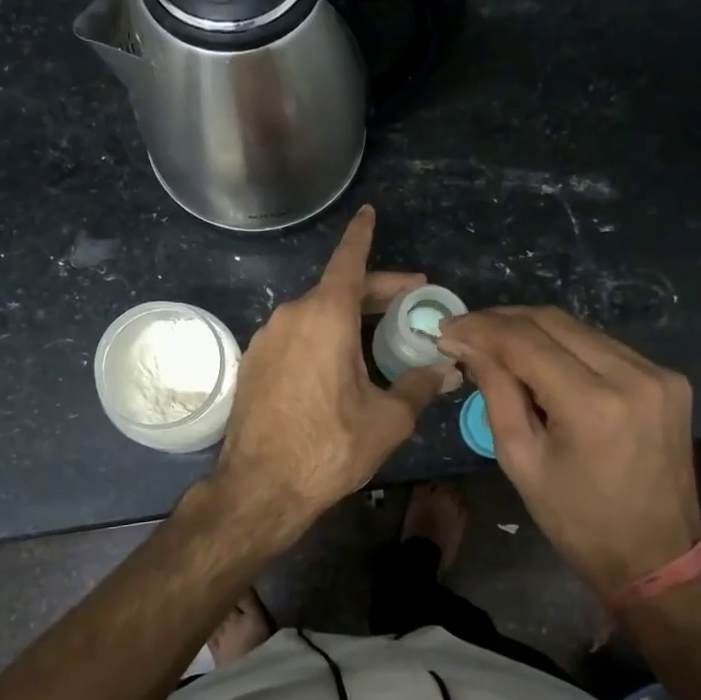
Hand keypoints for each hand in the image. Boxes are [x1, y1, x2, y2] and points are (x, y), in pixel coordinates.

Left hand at [214, 206, 456, 527]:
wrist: (259, 487)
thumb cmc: (328, 447)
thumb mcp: (387, 419)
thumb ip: (419, 386)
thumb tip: (447, 369)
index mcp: (325, 316)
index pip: (349, 260)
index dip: (363, 235)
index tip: (368, 212)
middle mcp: (291, 315)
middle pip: (338, 289)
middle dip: (376, 291)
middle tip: (411, 300)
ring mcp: (267, 338)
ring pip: (315, 313)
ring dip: (348, 317)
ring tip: (379, 337)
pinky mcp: (254, 362)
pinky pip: (296, 335)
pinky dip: (323, 336)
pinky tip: (340, 364)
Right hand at [437, 307, 700, 597]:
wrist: (657, 555)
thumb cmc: (577, 520)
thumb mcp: (521, 460)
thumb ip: (495, 392)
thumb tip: (468, 343)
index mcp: (593, 404)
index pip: (524, 341)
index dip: (480, 328)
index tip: (447, 328)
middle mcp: (632, 375)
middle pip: (553, 321)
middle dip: (502, 320)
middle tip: (467, 331)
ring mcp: (658, 373)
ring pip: (579, 328)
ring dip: (532, 329)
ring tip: (496, 344)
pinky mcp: (669, 378)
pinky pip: (603, 345)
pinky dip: (565, 346)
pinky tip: (541, 360)